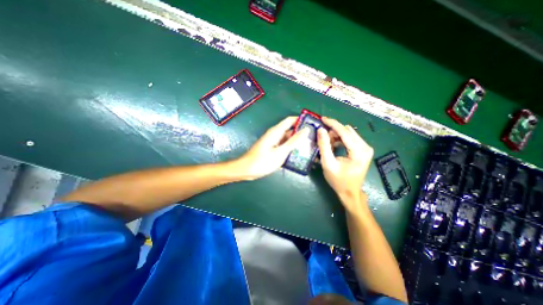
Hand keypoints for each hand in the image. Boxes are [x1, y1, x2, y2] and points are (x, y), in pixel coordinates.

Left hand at [239, 115, 308, 178]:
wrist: (246, 170)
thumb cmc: (263, 161)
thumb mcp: (281, 152)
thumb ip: (294, 141)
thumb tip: (306, 129)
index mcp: (276, 131)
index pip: (291, 120)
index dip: (301, 120)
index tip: (313, 124)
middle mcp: (275, 134)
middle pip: (290, 130)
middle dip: (301, 133)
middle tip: (314, 138)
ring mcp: (273, 142)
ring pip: (287, 138)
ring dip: (297, 141)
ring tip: (310, 146)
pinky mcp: (272, 148)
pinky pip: (283, 145)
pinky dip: (290, 148)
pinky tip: (298, 153)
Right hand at [319, 119, 373, 202]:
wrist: (350, 192)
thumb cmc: (338, 181)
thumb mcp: (328, 164)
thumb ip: (324, 146)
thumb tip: (321, 130)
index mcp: (359, 152)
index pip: (345, 132)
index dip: (332, 124)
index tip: (322, 118)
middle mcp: (365, 147)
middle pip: (347, 131)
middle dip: (333, 131)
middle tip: (322, 137)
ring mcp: (366, 148)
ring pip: (349, 134)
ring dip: (336, 135)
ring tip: (328, 144)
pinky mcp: (363, 150)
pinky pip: (350, 138)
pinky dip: (340, 139)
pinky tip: (334, 145)